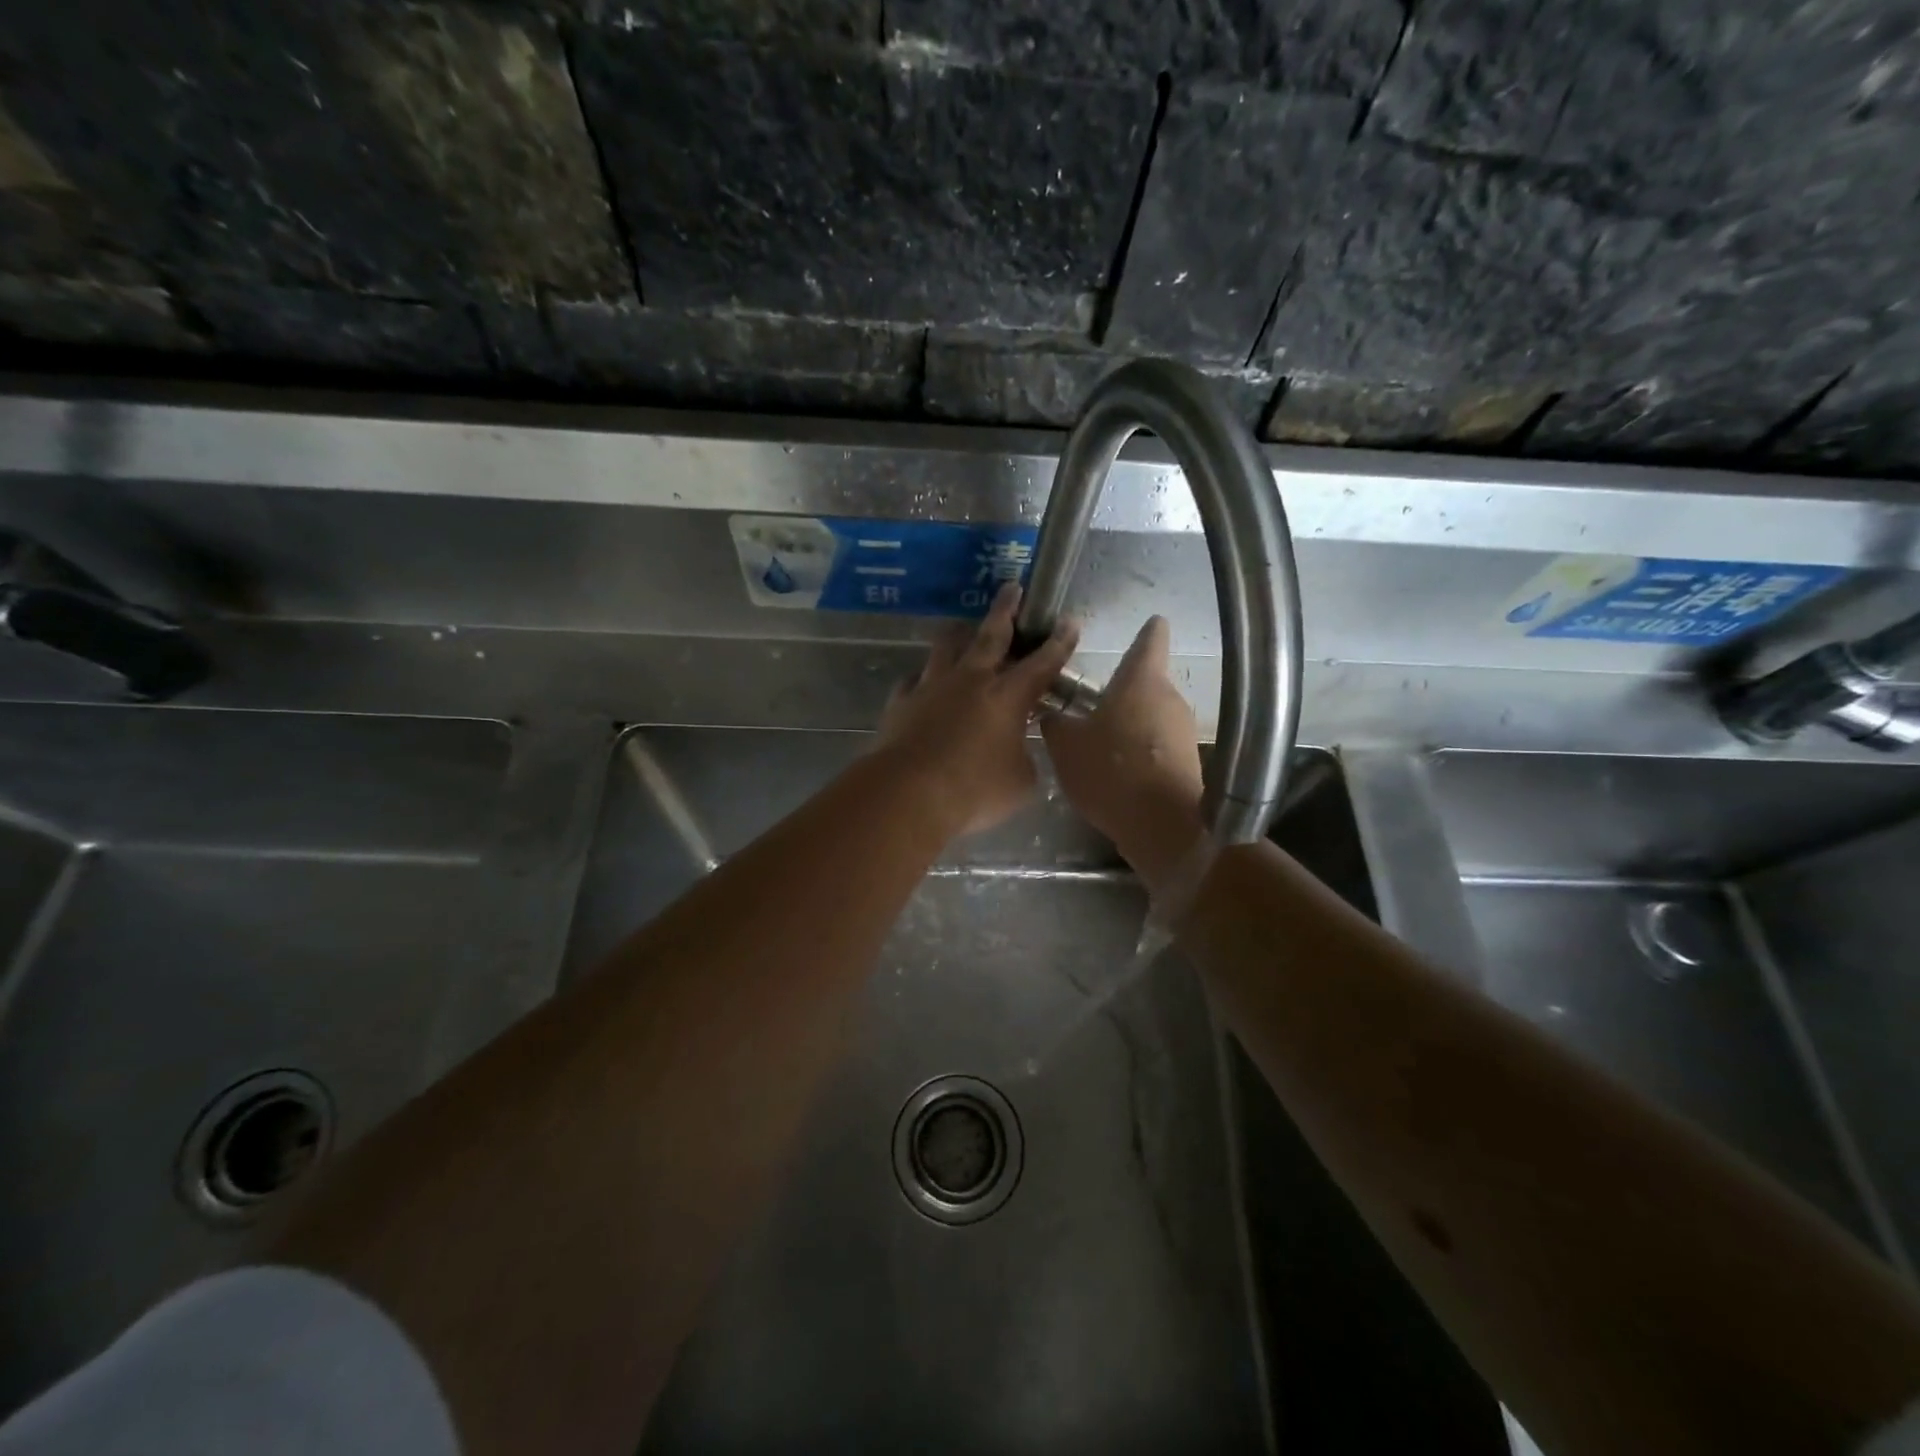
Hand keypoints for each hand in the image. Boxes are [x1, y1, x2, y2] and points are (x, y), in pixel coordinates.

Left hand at [876, 582, 1078, 837]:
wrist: (909, 793)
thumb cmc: (975, 790)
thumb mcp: (1020, 783)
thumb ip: (1025, 760)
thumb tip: (1018, 753)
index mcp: (1008, 697)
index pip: (1042, 663)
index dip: (1059, 643)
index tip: (1068, 622)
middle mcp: (971, 681)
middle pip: (991, 636)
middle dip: (1005, 610)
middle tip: (1011, 588)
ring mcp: (932, 687)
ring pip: (946, 647)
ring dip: (958, 635)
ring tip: (962, 627)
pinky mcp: (902, 701)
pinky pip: (913, 680)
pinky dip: (922, 678)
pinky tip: (921, 681)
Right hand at [1041, 615, 1205, 886]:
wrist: (1161, 825)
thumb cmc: (1110, 770)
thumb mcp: (1065, 745)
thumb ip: (1056, 723)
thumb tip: (1052, 714)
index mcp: (1141, 680)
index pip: (1151, 640)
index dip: (1147, 630)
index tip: (1148, 622)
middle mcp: (1170, 698)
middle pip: (1146, 683)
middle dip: (1122, 692)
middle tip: (1089, 705)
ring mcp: (1182, 731)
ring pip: (1151, 716)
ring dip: (1128, 724)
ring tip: (1097, 744)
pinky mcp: (1187, 762)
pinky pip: (1157, 746)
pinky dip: (1139, 751)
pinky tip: (1115, 772)